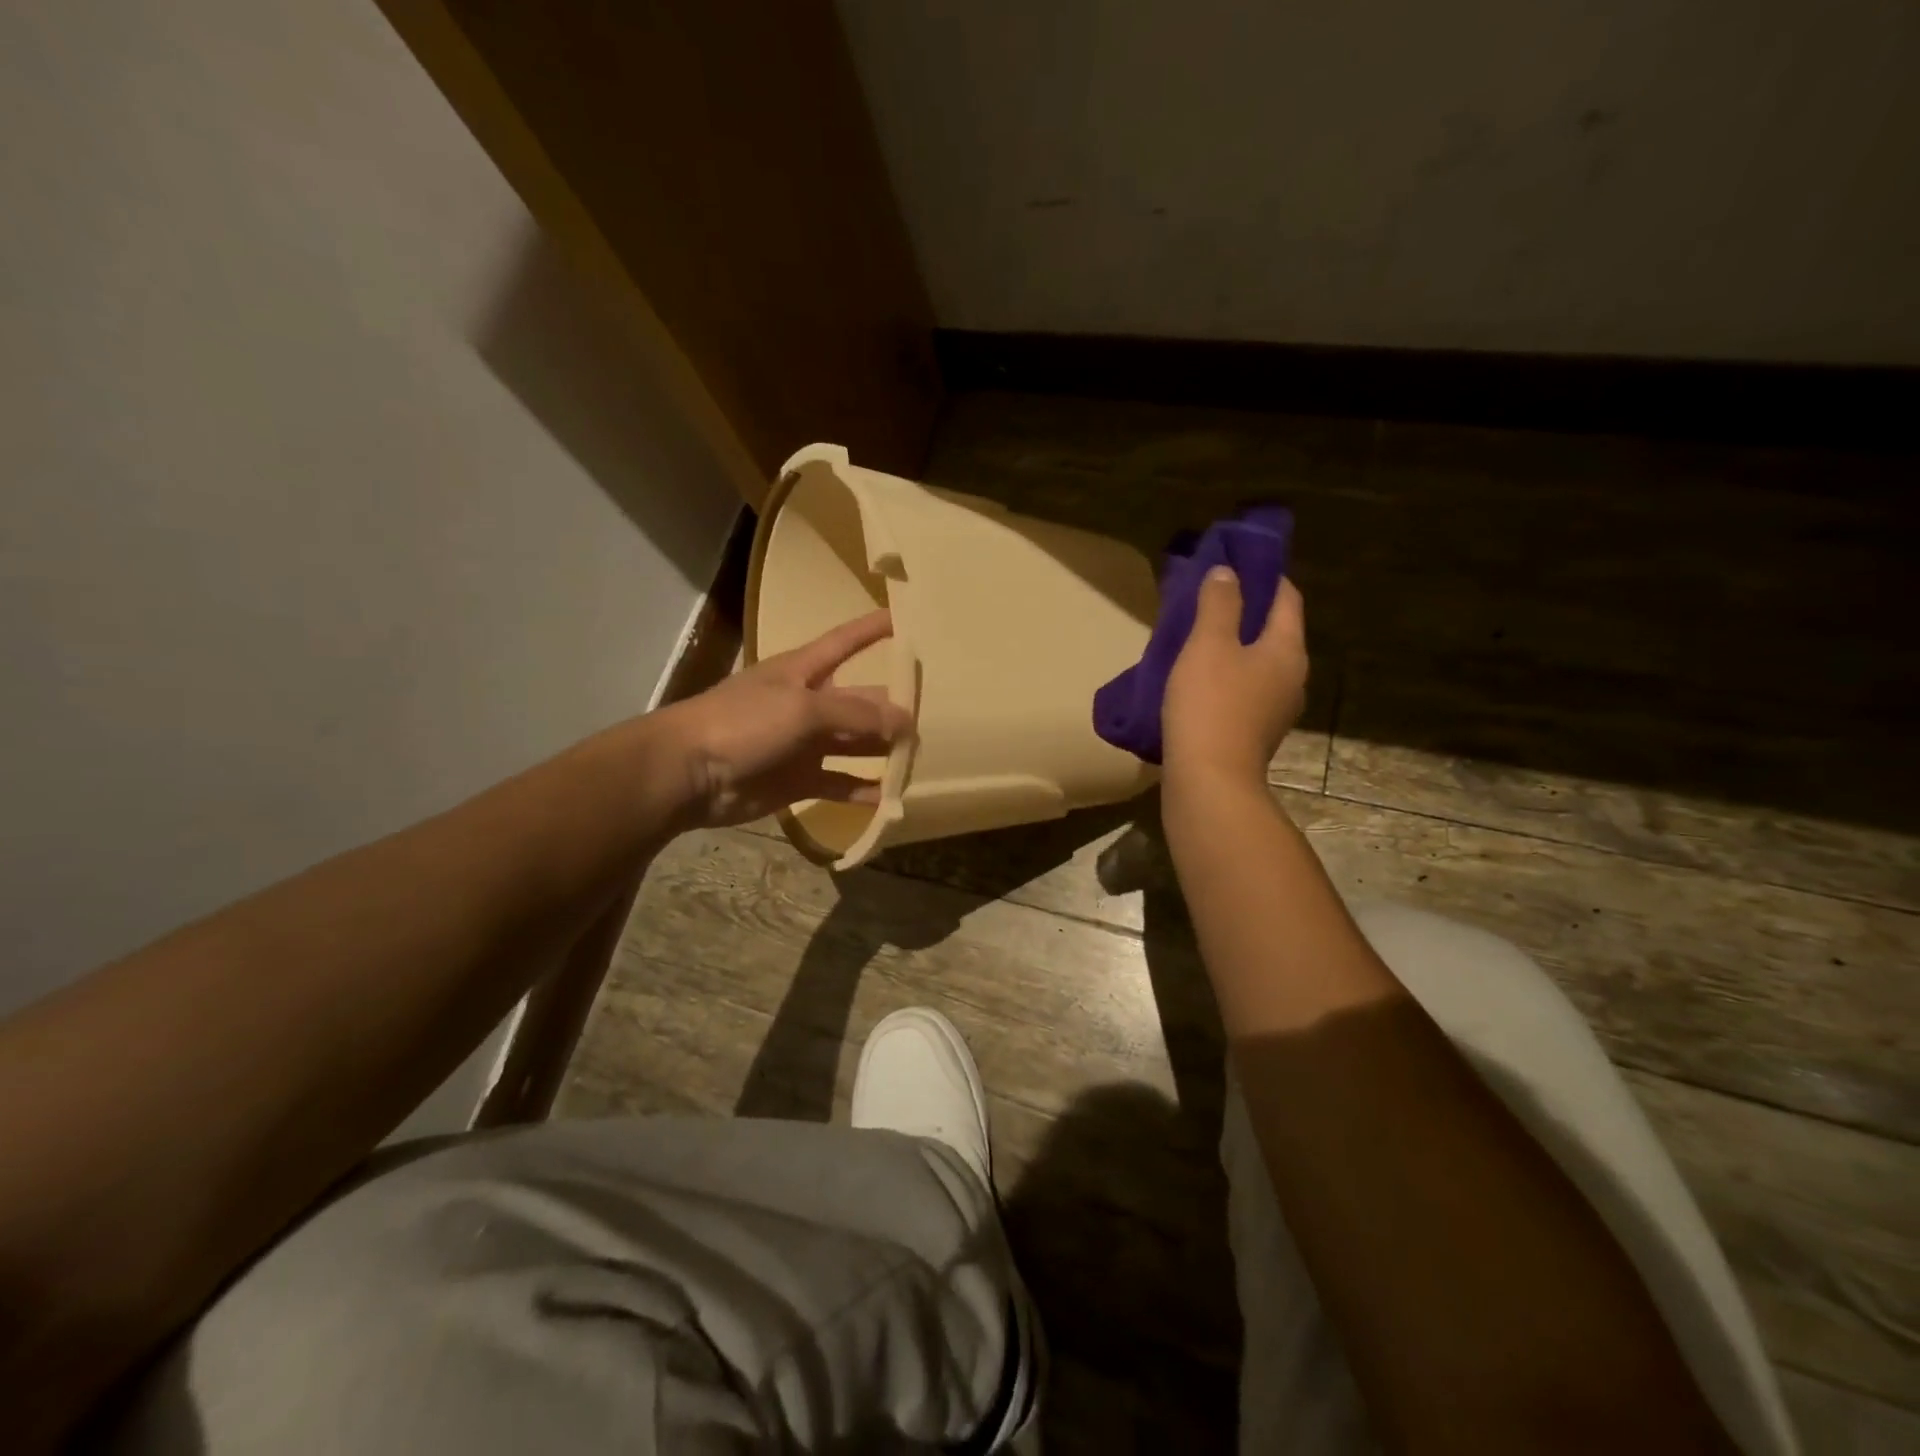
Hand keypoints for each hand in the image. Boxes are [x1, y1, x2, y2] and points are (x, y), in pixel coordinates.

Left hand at [654, 610, 913, 829]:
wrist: (688, 773)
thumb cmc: (743, 723)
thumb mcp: (803, 709)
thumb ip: (856, 716)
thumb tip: (906, 722)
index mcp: (804, 671)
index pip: (847, 641)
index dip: (874, 628)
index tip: (908, 618)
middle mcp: (808, 704)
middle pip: (860, 701)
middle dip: (893, 708)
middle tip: (939, 718)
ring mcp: (804, 744)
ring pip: (855, 745)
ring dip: (884, 751)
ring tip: (924, 758)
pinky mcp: (798, 780)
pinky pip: (840, 783)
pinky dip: (863, 789)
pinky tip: (891, 797)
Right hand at [1163, 568, 1307, 786]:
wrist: (1209, 781)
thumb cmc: (1211, 705)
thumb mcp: (1209, 644)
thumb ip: (1219, 604)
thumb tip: (1228, 573)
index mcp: (1287, 650)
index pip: (1287, 598)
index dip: (1265, 576)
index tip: (1236, 563)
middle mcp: (1292, 678)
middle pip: (1274, 632)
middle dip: (1246, 612)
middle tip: (1210, 599)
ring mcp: (1275, 710)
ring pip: (1258, 664)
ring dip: (1234, 647)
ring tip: (1199, 638)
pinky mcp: (1254, 733)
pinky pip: (1245, 691)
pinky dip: (1227, 677)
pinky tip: (1198, 680)